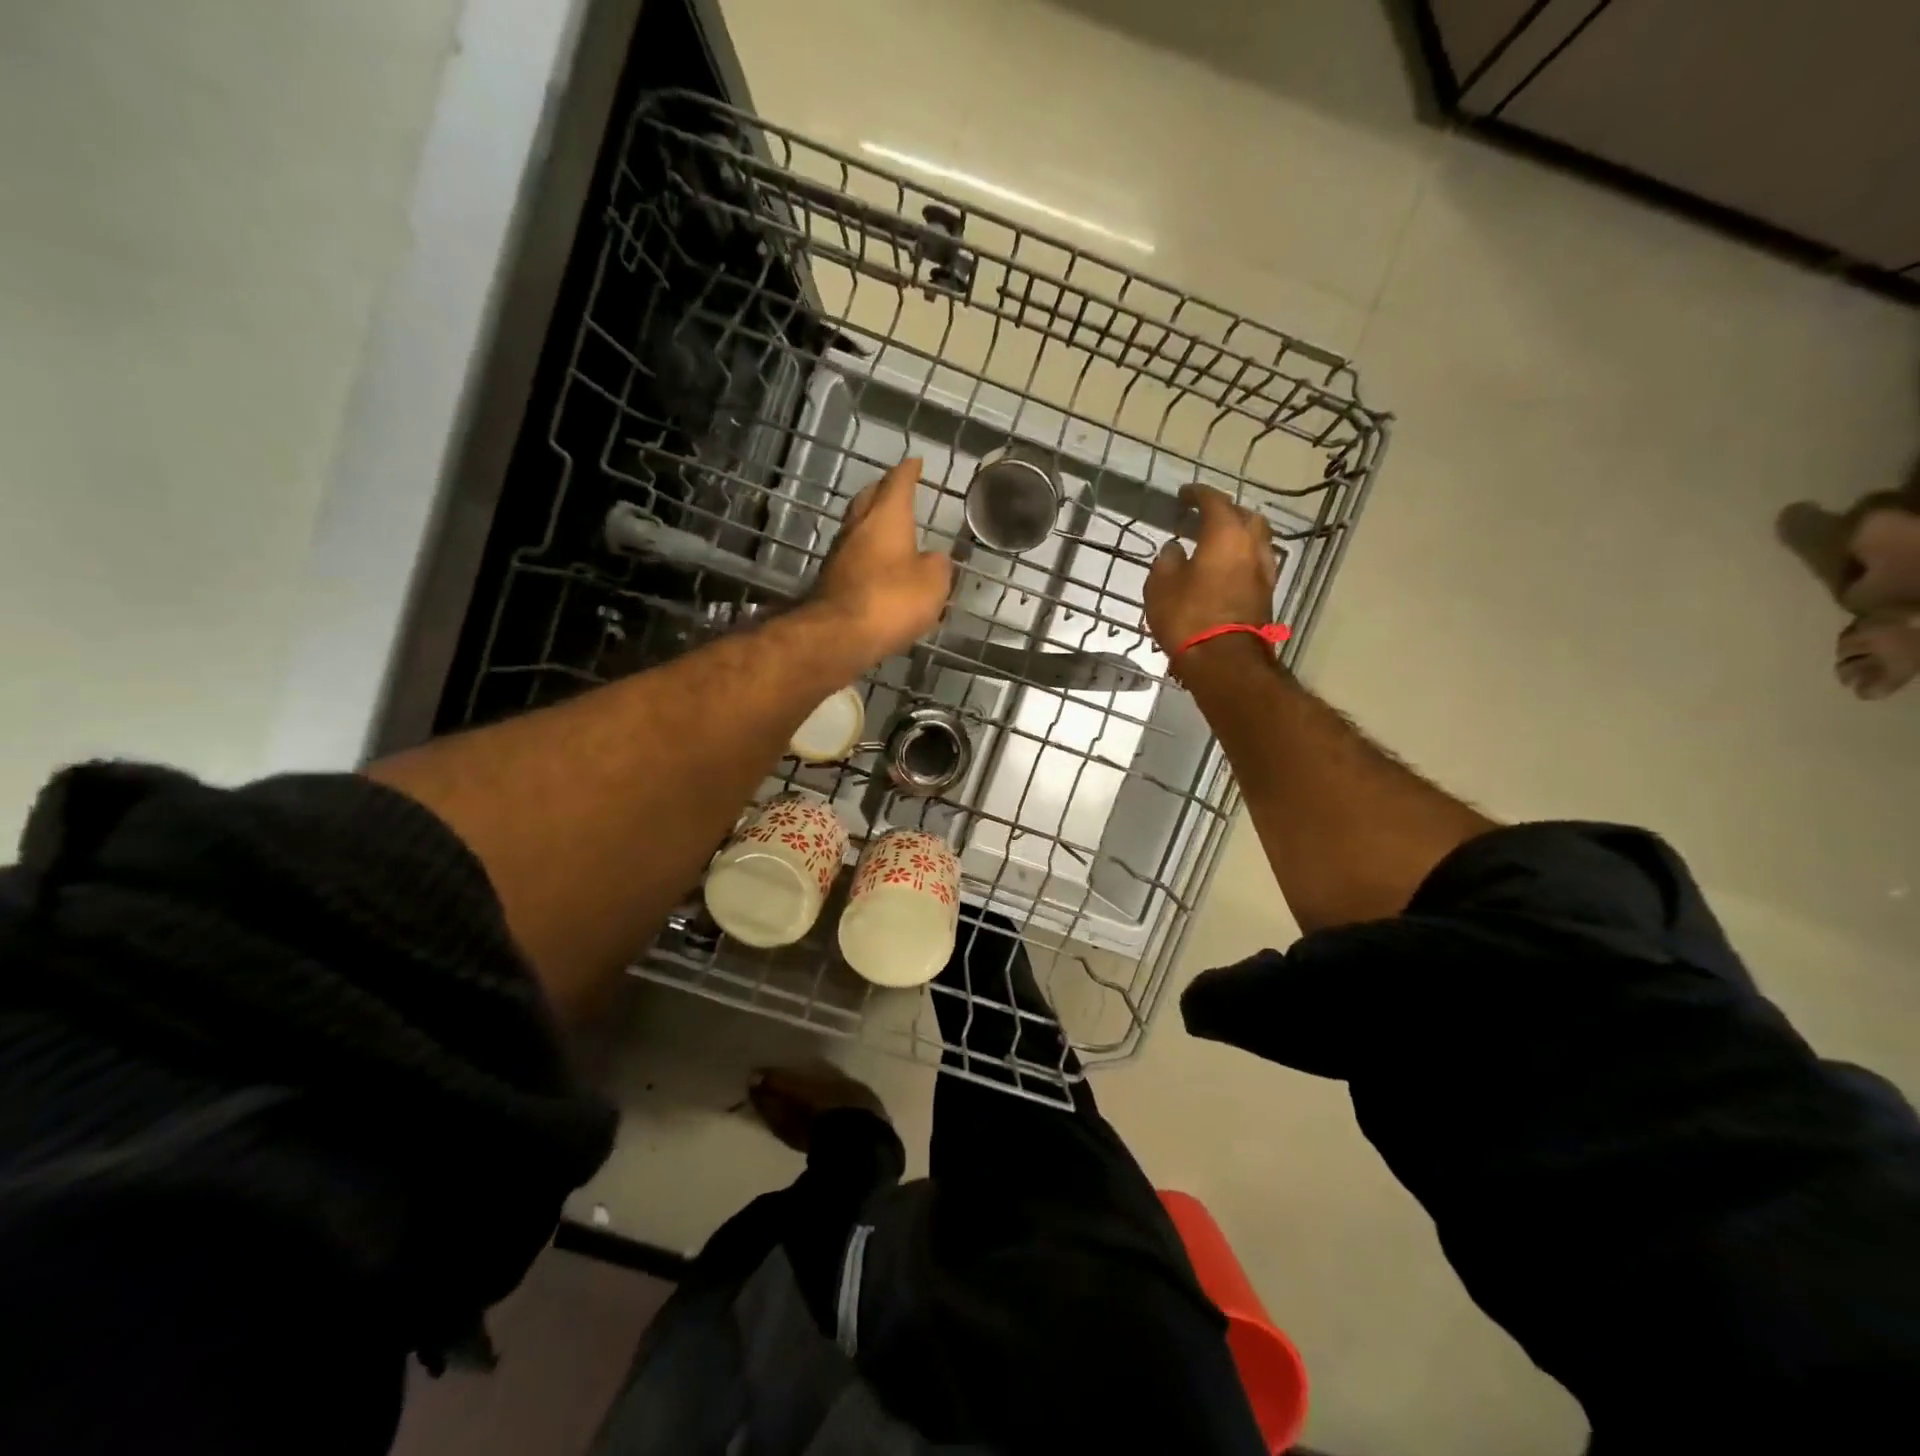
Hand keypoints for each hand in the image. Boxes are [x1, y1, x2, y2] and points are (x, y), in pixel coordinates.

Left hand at [813, 457, 952, 661]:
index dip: (909, 472)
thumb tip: (932, 559)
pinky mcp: (831, 582)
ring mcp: (839, 555)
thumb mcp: (933, 583)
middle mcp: (858, 528)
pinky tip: (878, 568)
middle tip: (896, 490)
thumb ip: (938, 566)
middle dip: (883, 491)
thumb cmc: (891, 600)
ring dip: (872, 526)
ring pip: (858, 529)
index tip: (915, 462)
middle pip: (869, 499)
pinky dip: (867, 556)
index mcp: (886, 517)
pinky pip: (853, 558)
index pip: (898, 483)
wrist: (838, 636)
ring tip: (891, 531)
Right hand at [1144, 484, 1278, 654]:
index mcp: (1225, 534)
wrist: (1224, 661)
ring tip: (1214, 543)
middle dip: (1225, 512)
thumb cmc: (1188, 617)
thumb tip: (1175, 550)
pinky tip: (1224, 569)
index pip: (1214, 501)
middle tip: (1203, 518)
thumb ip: (1167, 561)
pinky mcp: (1266, 594)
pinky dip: (1240, 558)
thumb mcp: (1160, 586)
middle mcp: (1251, 545)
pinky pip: (1254, 563)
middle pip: (1244, 516)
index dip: (1197, 494)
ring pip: (1255, 540)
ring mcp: (1264, 571)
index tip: (1183, 494)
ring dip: (1237, 536)